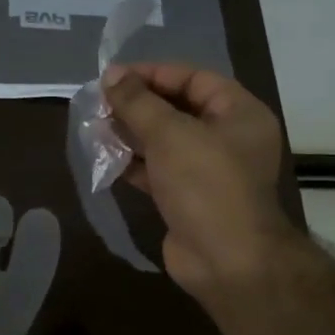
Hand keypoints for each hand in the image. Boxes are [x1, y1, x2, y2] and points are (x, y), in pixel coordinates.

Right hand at [102, 63, 294, 301]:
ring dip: (131, 134)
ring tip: (96, 129)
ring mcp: (209, 171)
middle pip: (178, 109)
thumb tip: (111, 74)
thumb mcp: (169, 134)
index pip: (193, 78)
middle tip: (99, 104)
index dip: (153, 74)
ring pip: (165, 142)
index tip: (112, 78)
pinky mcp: (189, 198)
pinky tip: (106, 159)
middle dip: (138, 106)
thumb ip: (137, 102)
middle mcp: (228, 138)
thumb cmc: (205, 184)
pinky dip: (135, 164)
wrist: (226, 260)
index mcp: (239, 113)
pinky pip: (159, 171)